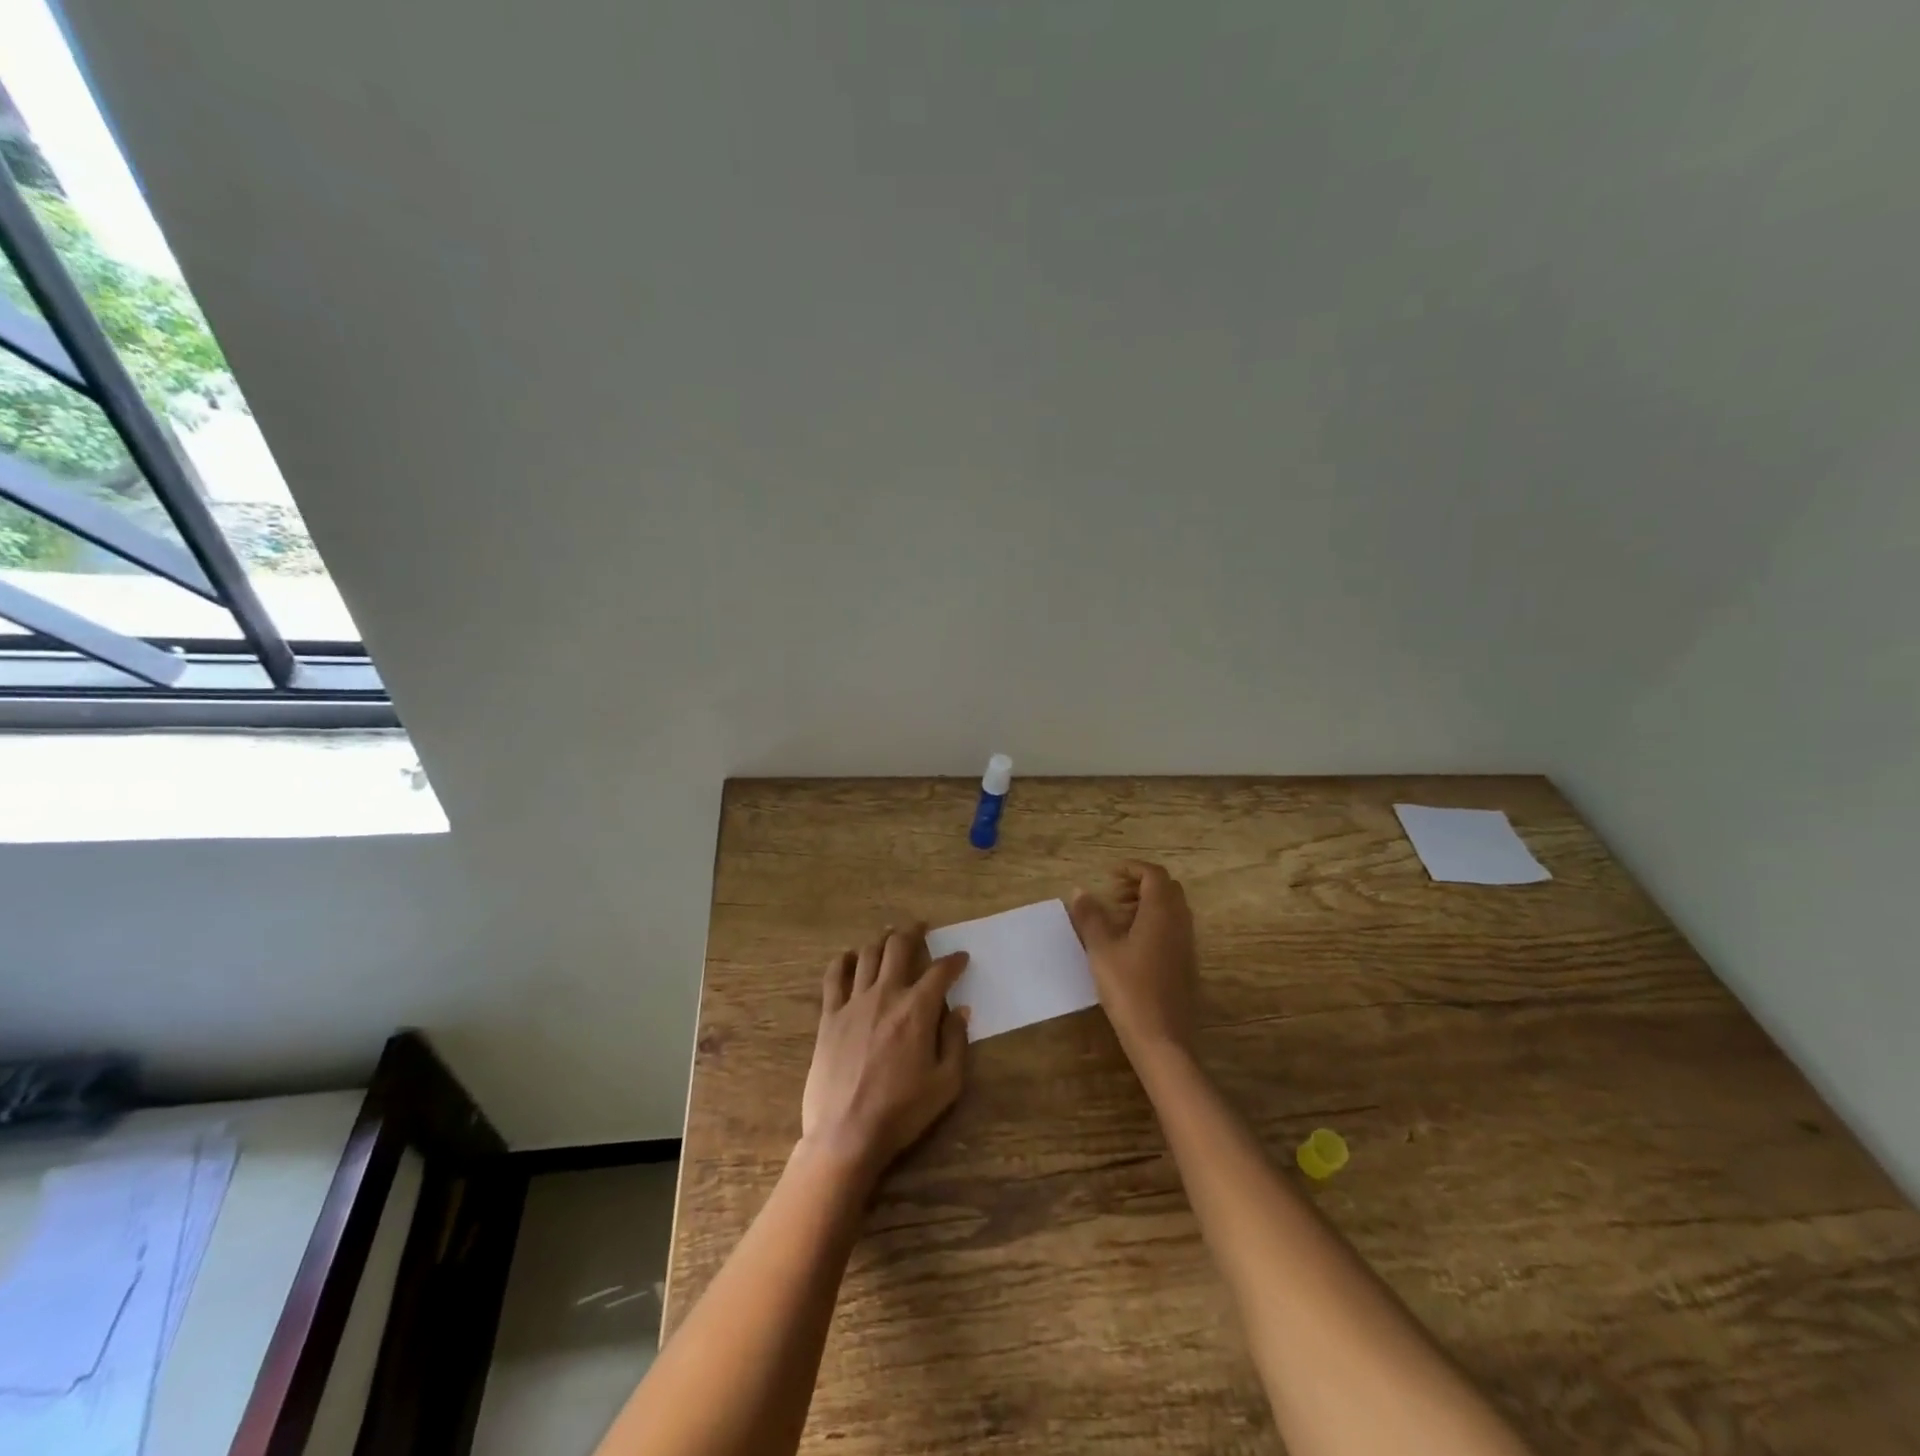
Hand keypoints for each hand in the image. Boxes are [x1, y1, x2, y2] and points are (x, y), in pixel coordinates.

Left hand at [801, 926, 969, 1178]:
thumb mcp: (946, 1084)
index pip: (940, 972)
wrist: (846, 1134)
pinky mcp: (829, 1016)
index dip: (953, 961)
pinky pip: (834, 977)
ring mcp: (853, 1003)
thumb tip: (960, 1011)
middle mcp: (885, 995)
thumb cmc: (902, 1112)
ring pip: (868, 955)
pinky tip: (850, 957)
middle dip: (913, 932)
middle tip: (921, 928)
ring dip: (881, 940)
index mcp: (917, 1010)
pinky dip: (844, 961)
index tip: (961, 958)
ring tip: (889, 936)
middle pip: (898, 947)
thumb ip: (956, 1042)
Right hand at [1070, 862, 1198, 1060]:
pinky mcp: (1187, 965)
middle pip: (1166, 889)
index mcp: (1161, 913)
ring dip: (1146, 905)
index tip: (1109, 875)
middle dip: (1140, 885)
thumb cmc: (1129, 989)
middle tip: (1113, 896)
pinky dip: (1154, 924)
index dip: (1132, 869)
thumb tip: (1079, 891)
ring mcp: (1187, 945)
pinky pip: (1173, 930)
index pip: (1154, 875)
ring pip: (1171, 910)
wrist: (1162, 1039)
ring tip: (1117, 921)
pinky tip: (1130, 947)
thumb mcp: (1101, 950)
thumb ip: (1090, 917)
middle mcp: (1180, 923)